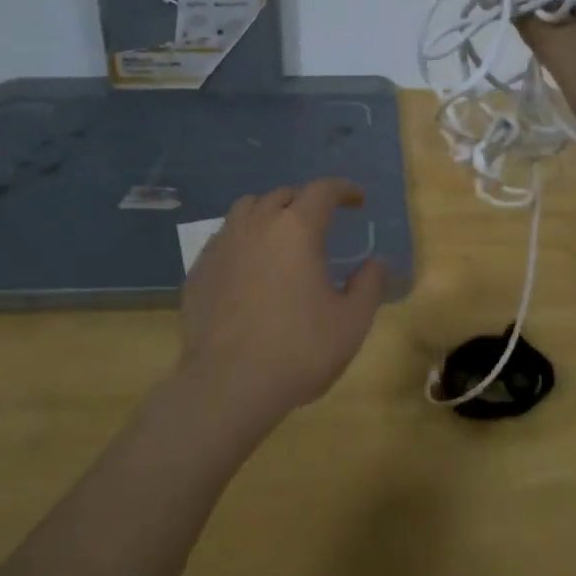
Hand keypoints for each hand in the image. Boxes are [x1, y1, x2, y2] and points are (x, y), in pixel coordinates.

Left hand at [176, 179, 388, 430]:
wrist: (228, 385)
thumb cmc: (298, 349)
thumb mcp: (351, 322)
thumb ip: (369, 285)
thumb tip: (377, 263)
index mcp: (297, 229)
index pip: (323, 190)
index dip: (343, 190)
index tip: (357, 199)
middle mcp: (257, 225)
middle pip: (283, 195)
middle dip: (305, 201)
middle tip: (320, 221)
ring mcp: (222, 245)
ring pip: (246, 209)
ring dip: (268, 213)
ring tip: (280, 235)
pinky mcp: (198, 270)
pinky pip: (223, 239)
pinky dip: (242, 240)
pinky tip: (248, 267)